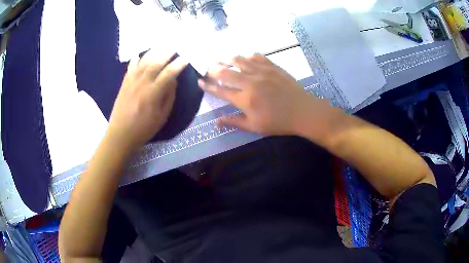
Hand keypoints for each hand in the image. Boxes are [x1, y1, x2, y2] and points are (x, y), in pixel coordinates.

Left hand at [107, 50, 187, 149]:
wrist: (120, 134)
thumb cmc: (143, 129)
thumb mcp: (161, 117)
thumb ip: (168, 97)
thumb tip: (173, 81)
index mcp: (152, 94)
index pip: (168, 74)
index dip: (178, 65)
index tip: (186, 57)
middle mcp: (141, 84)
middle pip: (155, 64)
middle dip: (166, 53)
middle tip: (174, 46)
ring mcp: (131, 82)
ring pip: (143, 63)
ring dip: (152, 53)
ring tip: (160, 46)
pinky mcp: (124, 84)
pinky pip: (130, 68)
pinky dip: (135, 60)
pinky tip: (138, 54)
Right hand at [199, 54, 343, 140]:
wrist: (303, 111)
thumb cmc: (278, 122)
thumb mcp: (255, 127)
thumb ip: (234, 122)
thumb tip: (216, 122)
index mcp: (245, 99)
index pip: (220, 91)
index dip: (208, 86)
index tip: (199, 81)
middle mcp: (250, 82)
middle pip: (226, 72)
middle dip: (213, 69)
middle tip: (208, 68)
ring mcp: (262, 72)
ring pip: (239, 60)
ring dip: (228, 59)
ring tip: (222, 60)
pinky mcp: (272, 66)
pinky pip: (256, 56)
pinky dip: (247, 56)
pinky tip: (245, 58)